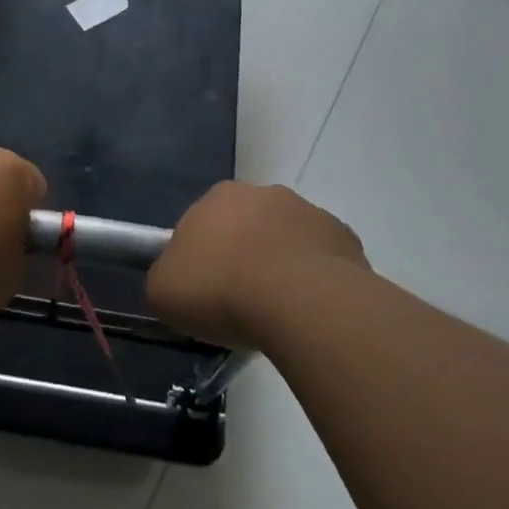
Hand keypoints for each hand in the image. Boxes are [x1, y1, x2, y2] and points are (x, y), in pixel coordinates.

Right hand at [147, 181, 367, 349]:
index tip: (204, 292)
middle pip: (247, 228)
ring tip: (279, 314)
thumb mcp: (163, 292)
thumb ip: (164, 279)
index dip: (201, 259)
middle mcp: (264, 193)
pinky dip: (315, 283)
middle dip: (244, 258)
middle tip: (240, 303)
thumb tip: (174, 281)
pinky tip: (310, 313)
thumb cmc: (220, 290)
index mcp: (218, 196)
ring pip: (287, 242)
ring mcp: (309, 213)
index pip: (202, 224)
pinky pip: (322, 262)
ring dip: (281, 268)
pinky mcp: (344, 239)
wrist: (298, 302)